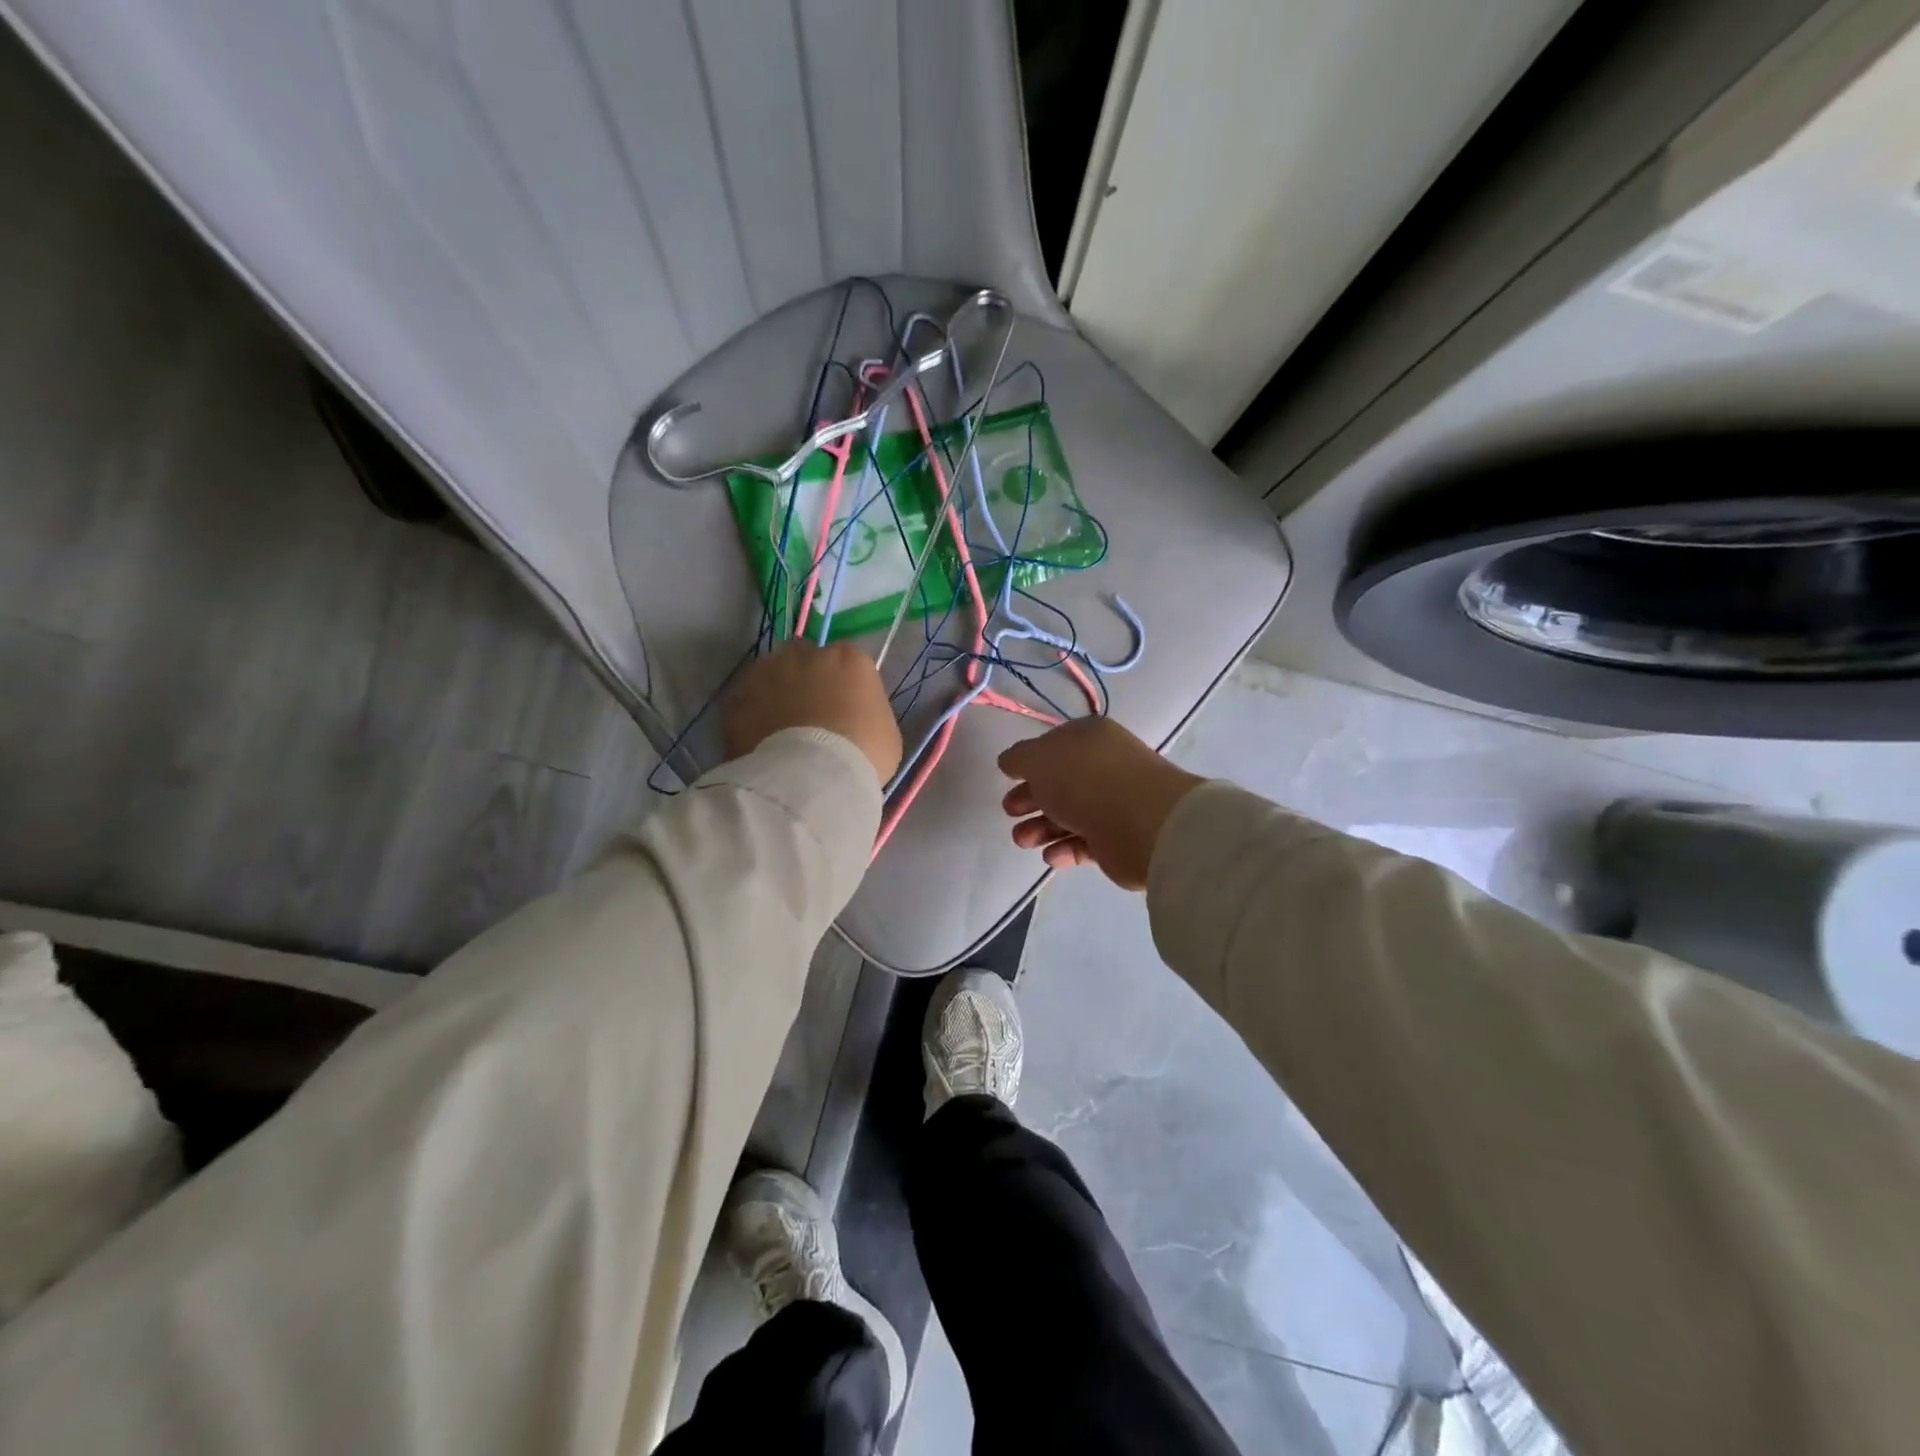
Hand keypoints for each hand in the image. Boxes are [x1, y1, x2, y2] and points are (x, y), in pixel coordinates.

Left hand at [722, 641, 902, 786]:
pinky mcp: (737, 695)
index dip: (844, 683)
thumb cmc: (862, 756)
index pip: (848, 660)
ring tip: (779, 727)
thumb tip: (853, 716)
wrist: (811, 779)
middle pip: (805, 657)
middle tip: (809, 712)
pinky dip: (751, 713)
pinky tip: (758, 738)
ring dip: (775, 691)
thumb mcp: (885, 732)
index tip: (844, 707)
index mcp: (849, 659)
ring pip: (771, 673)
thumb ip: (867, 711)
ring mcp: (767, 671)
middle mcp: (806, 653)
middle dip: (806, 677)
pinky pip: (745, 699)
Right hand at [997, 717, 1203, 889]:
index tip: (1008, 778)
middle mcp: (1103, 767)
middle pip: (1059, 783)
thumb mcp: (1038, 759)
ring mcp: (1114, 804)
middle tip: (1011, 811)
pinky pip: (1084, 843)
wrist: (1143, 823)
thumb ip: (1018, 758)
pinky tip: (1051, 856)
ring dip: (1041, 828)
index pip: (1054, 746)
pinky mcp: (1118, 839)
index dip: (1030, 762)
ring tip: (1024, 840)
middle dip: (1030, 798)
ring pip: (1069, 815)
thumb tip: (1009, 761)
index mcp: (1089, 738)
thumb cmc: (1085, 780)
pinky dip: (1064, 849)